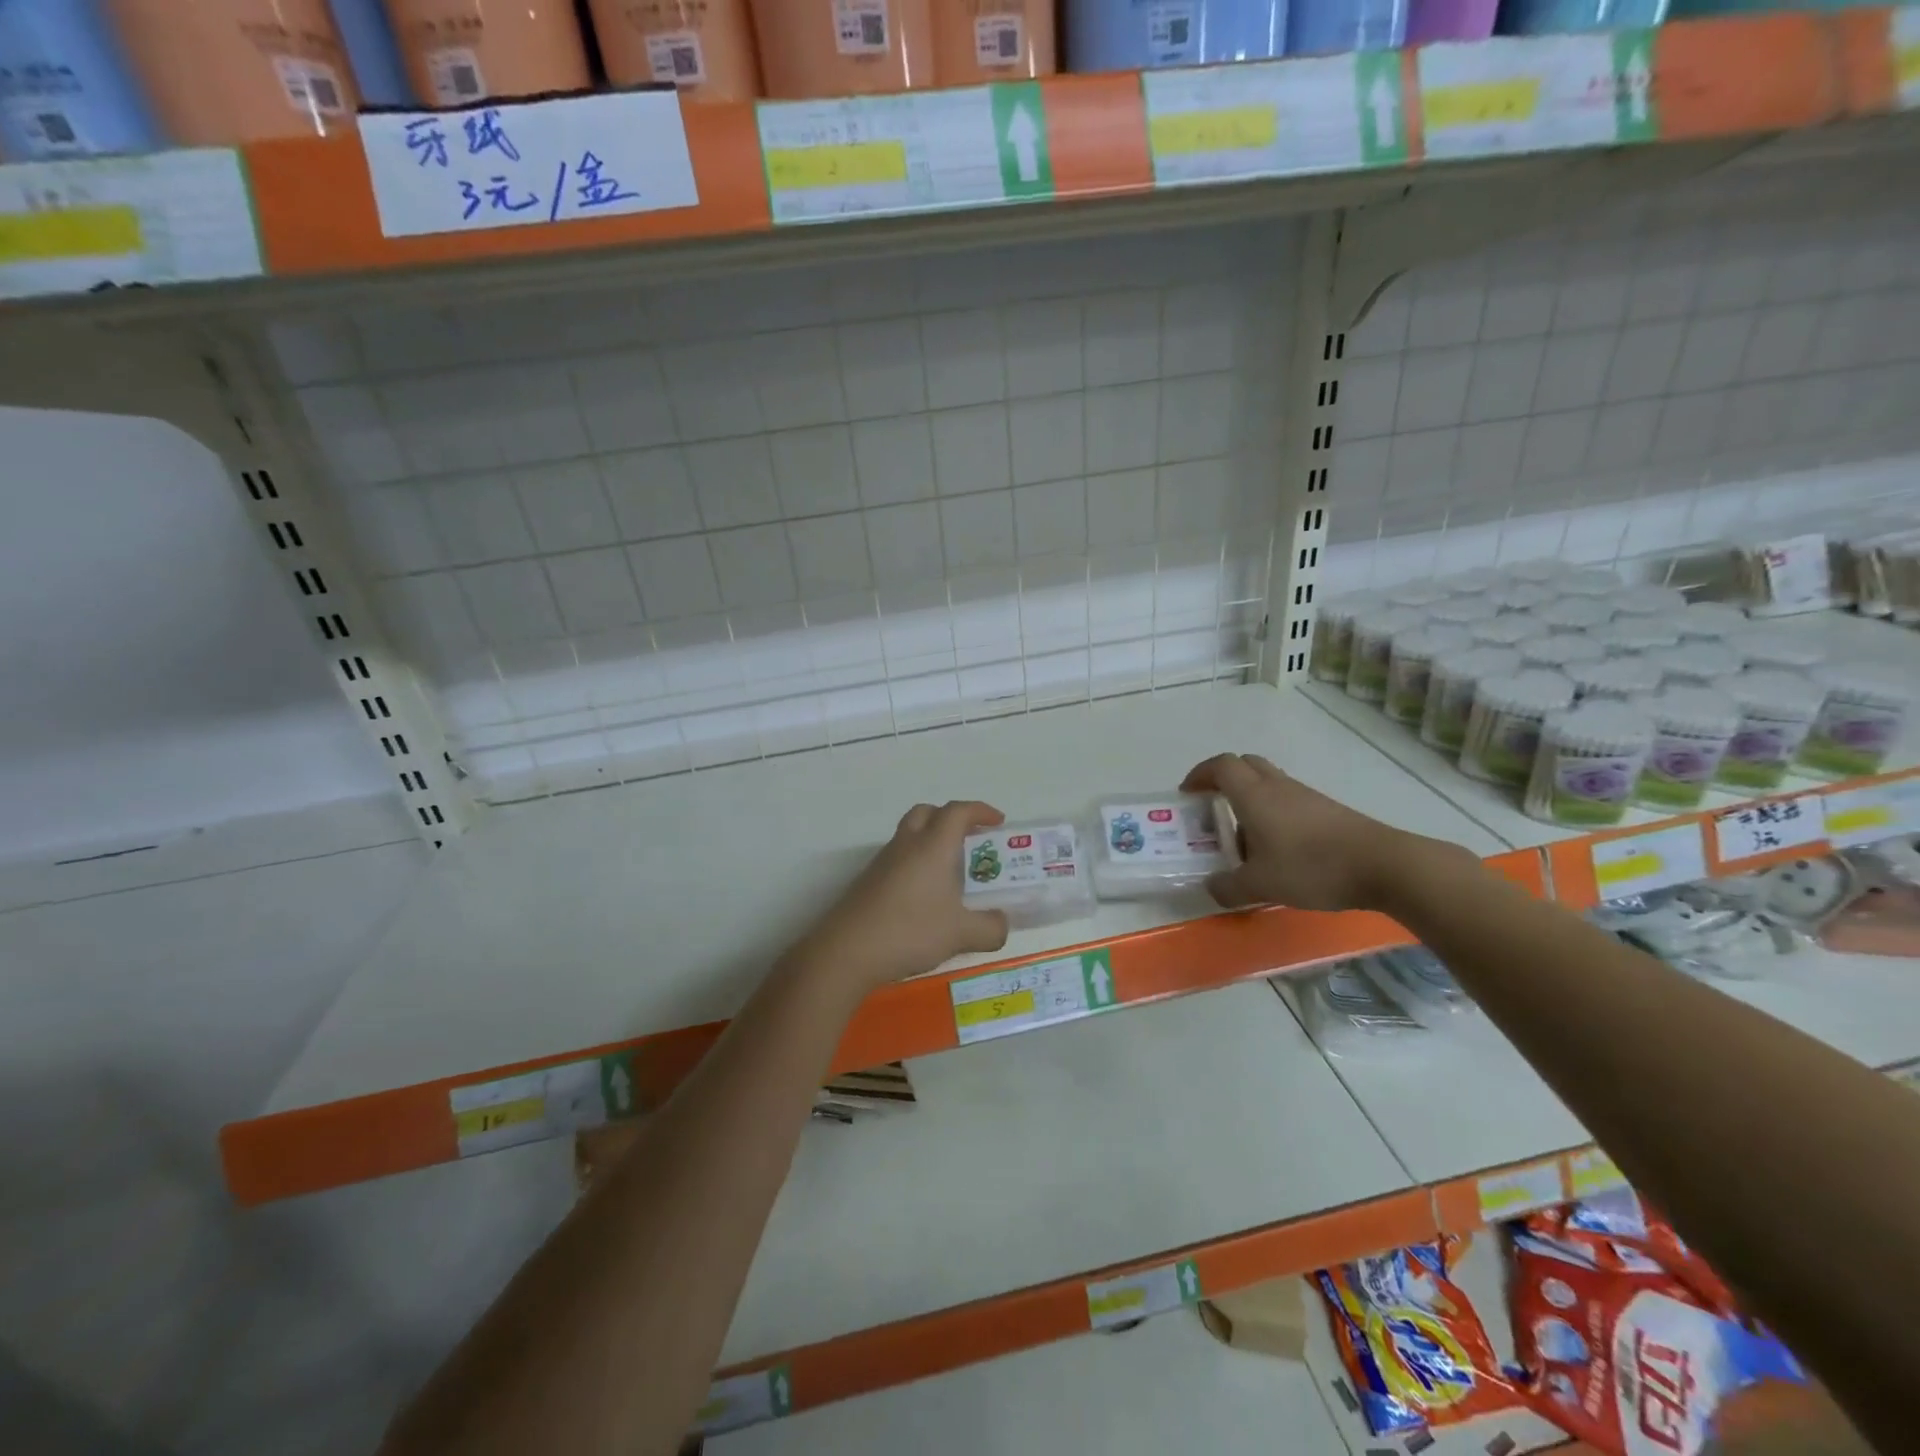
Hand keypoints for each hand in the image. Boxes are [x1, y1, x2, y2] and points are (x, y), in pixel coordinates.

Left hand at [785, 801, 1010, 993]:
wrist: (847, 951)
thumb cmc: (910, 931)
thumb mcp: (961, 934)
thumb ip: (990, 928)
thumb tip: (1002, 924)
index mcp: (933, 846)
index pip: (958, 811)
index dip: (980, 811)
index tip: (997, 821)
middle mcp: (907, 845)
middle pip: (927, 812)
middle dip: (950, 818)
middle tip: (969, 839)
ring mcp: (882, 862)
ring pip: (909, 835)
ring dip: (930, 841)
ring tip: (949, 872)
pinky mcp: (867, 882)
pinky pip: (897, 859)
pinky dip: (914, 864)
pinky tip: (923, 897)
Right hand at [1182, 753, 1415, 912]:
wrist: (1382, 865)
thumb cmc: (1311, 867)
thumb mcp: (1260, 885)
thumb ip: (1228, 887)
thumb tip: (1211, 887)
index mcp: (1254, 795)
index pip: (1220, 766)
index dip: (1199, 775)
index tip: (1187, 795)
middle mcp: (1277, 787)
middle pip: (1244, 765)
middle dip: (1223, 780)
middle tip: (1212, 807)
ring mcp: (1305, 796)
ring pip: (1268, 782)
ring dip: (1249, 799)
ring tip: (1243, 837)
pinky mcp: (1326, 810)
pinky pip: (1288, 801)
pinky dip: (1273, 813)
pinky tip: (1277, 849)